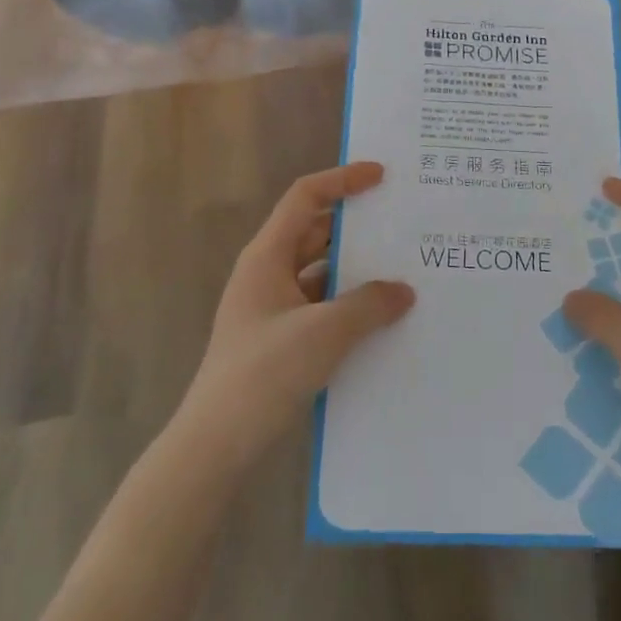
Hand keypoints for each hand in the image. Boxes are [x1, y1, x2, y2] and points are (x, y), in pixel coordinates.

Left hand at [177, 163, 414, 472]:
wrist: (216, 444)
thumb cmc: (263, 374)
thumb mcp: (324, 333)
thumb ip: (369, 305)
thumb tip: (403, 291)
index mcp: (267, 257)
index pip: (305, 198)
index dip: (342, 180)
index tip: (381, 176)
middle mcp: (268, 274)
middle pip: (316, 233)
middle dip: (357, 227)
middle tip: (403, 225)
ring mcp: (273, 309)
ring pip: (321, 273)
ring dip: (356, 271)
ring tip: (404, 272)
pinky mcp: (280, 340)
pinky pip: (321, 307)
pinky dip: (349, 306)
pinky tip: (382, 321)